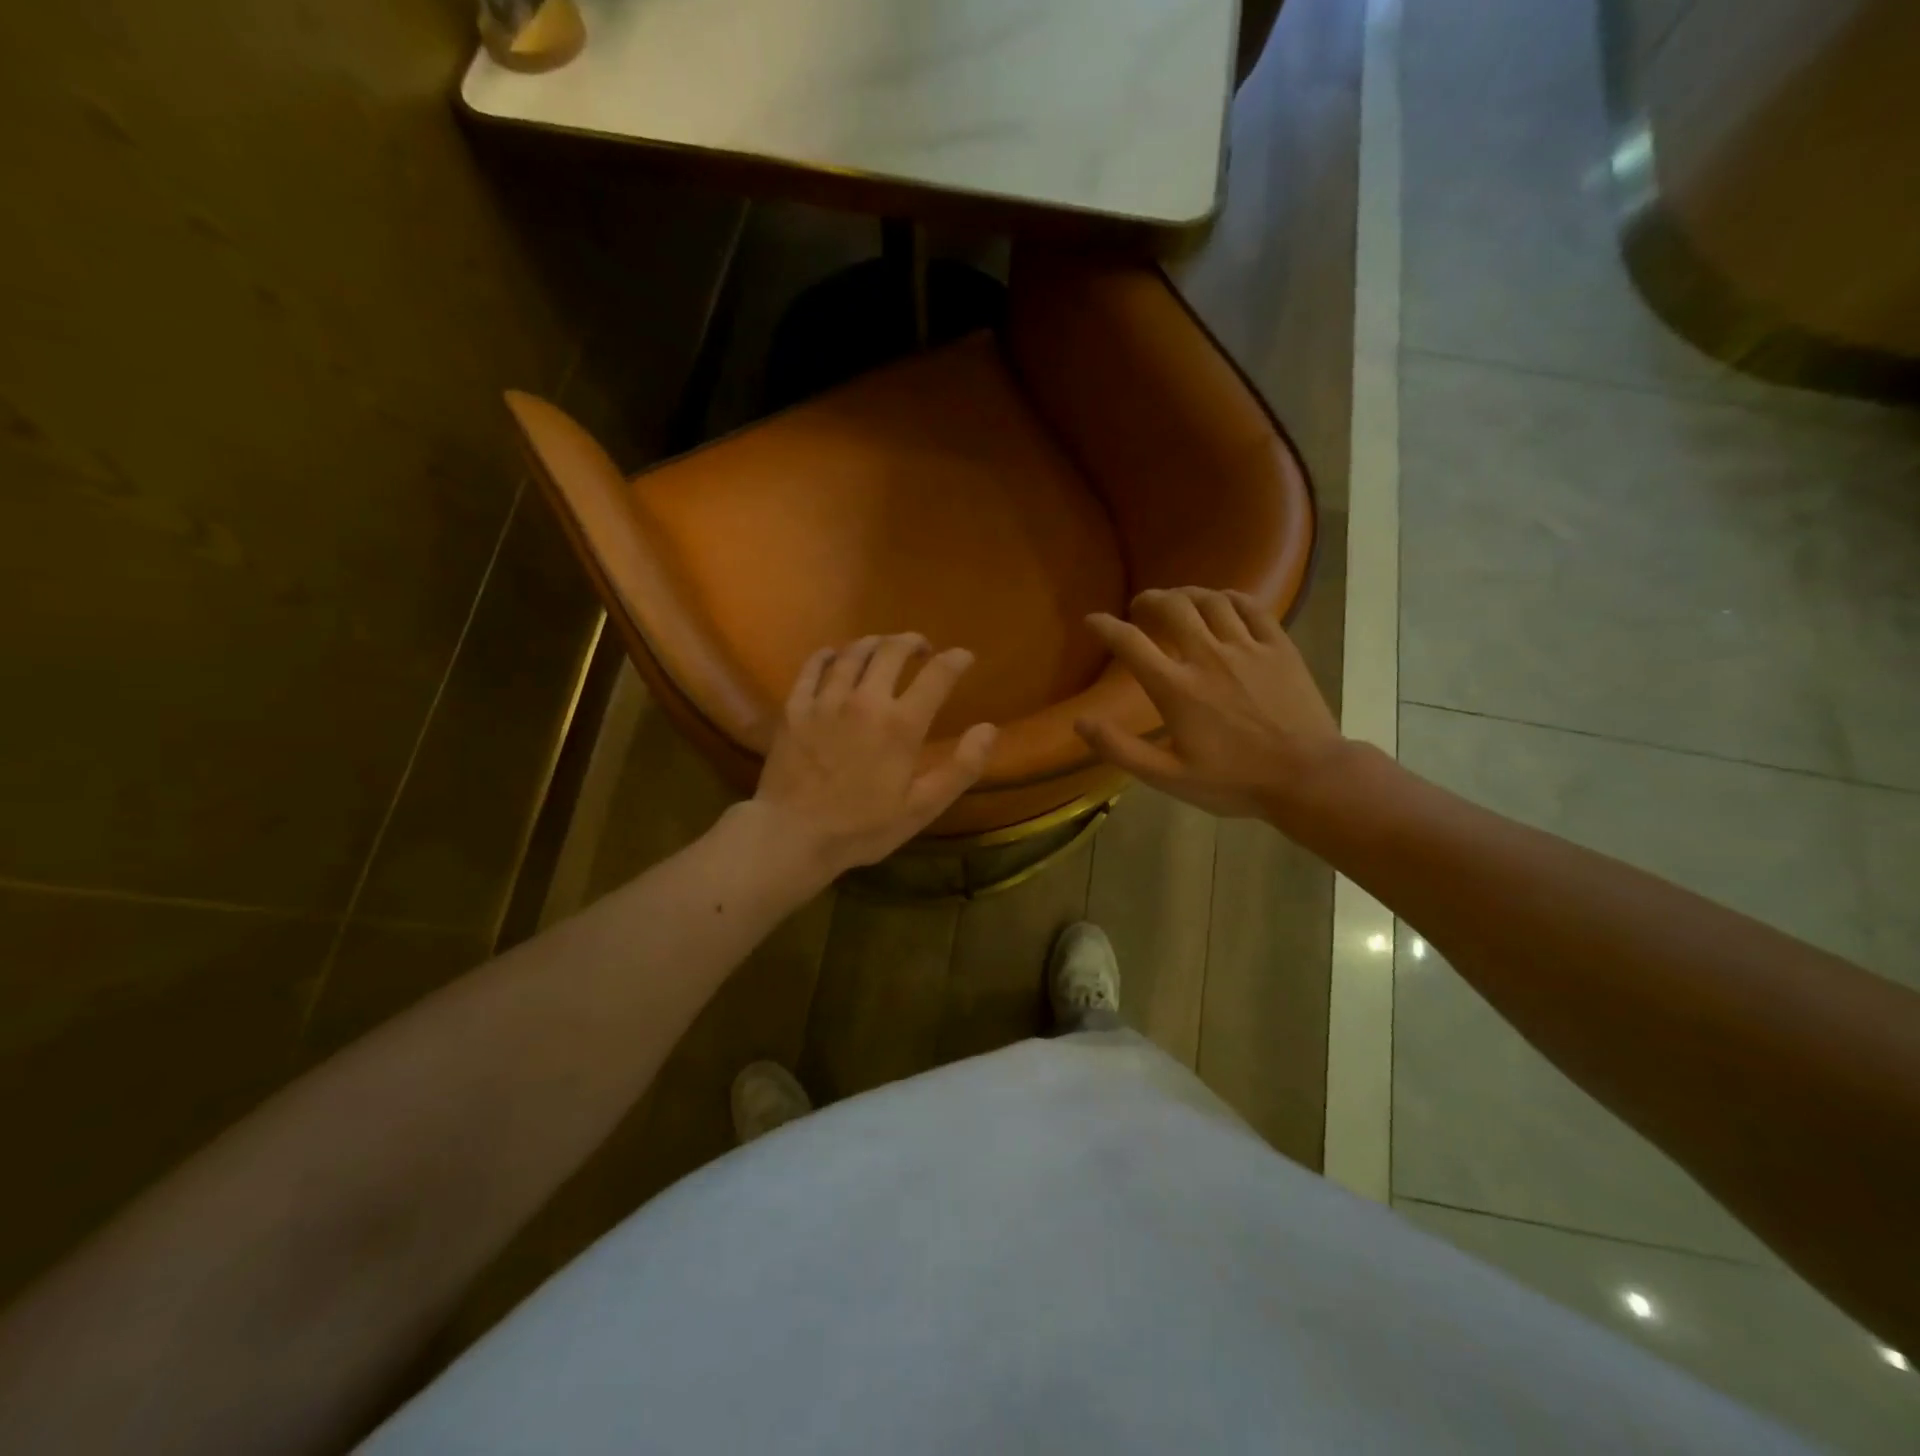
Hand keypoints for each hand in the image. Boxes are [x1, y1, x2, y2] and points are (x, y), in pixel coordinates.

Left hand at [748, 633, 997, 881]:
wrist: (792, 836)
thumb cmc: (862, 828)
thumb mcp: (923, 808)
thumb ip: (961, 767)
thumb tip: (989, 728)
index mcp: (901, 724)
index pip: (937, 675)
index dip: (955, 660)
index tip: (964, 657)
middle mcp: (865, 700)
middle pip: (891, 651)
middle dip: (911, 642)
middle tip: (920, 647)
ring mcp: (825, 700)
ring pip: (852, 653)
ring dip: (873, 643)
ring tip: (882, 647)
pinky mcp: (794, 708)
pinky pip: (811, 667)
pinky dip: (827, 656)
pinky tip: (833, 656)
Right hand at [1076, 587, 1342, 819]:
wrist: (1307, 777)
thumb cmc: (1234, 781)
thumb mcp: (1168, 777)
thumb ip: (1121, 749)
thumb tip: (1081, 722)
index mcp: (1176, 688)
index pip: (1130, 643)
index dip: (1105, 627)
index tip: (1093, 621)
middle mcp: (1207, 656)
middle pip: (1172, 607)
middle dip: (1149, 600)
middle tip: (1141, 607)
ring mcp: (1247, 648)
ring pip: (1210, 600)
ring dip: (1187, 594)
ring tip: (1177, 600)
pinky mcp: (1279, 647)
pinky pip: (1251, 606)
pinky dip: (1230, 597)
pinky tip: (1222, 602)